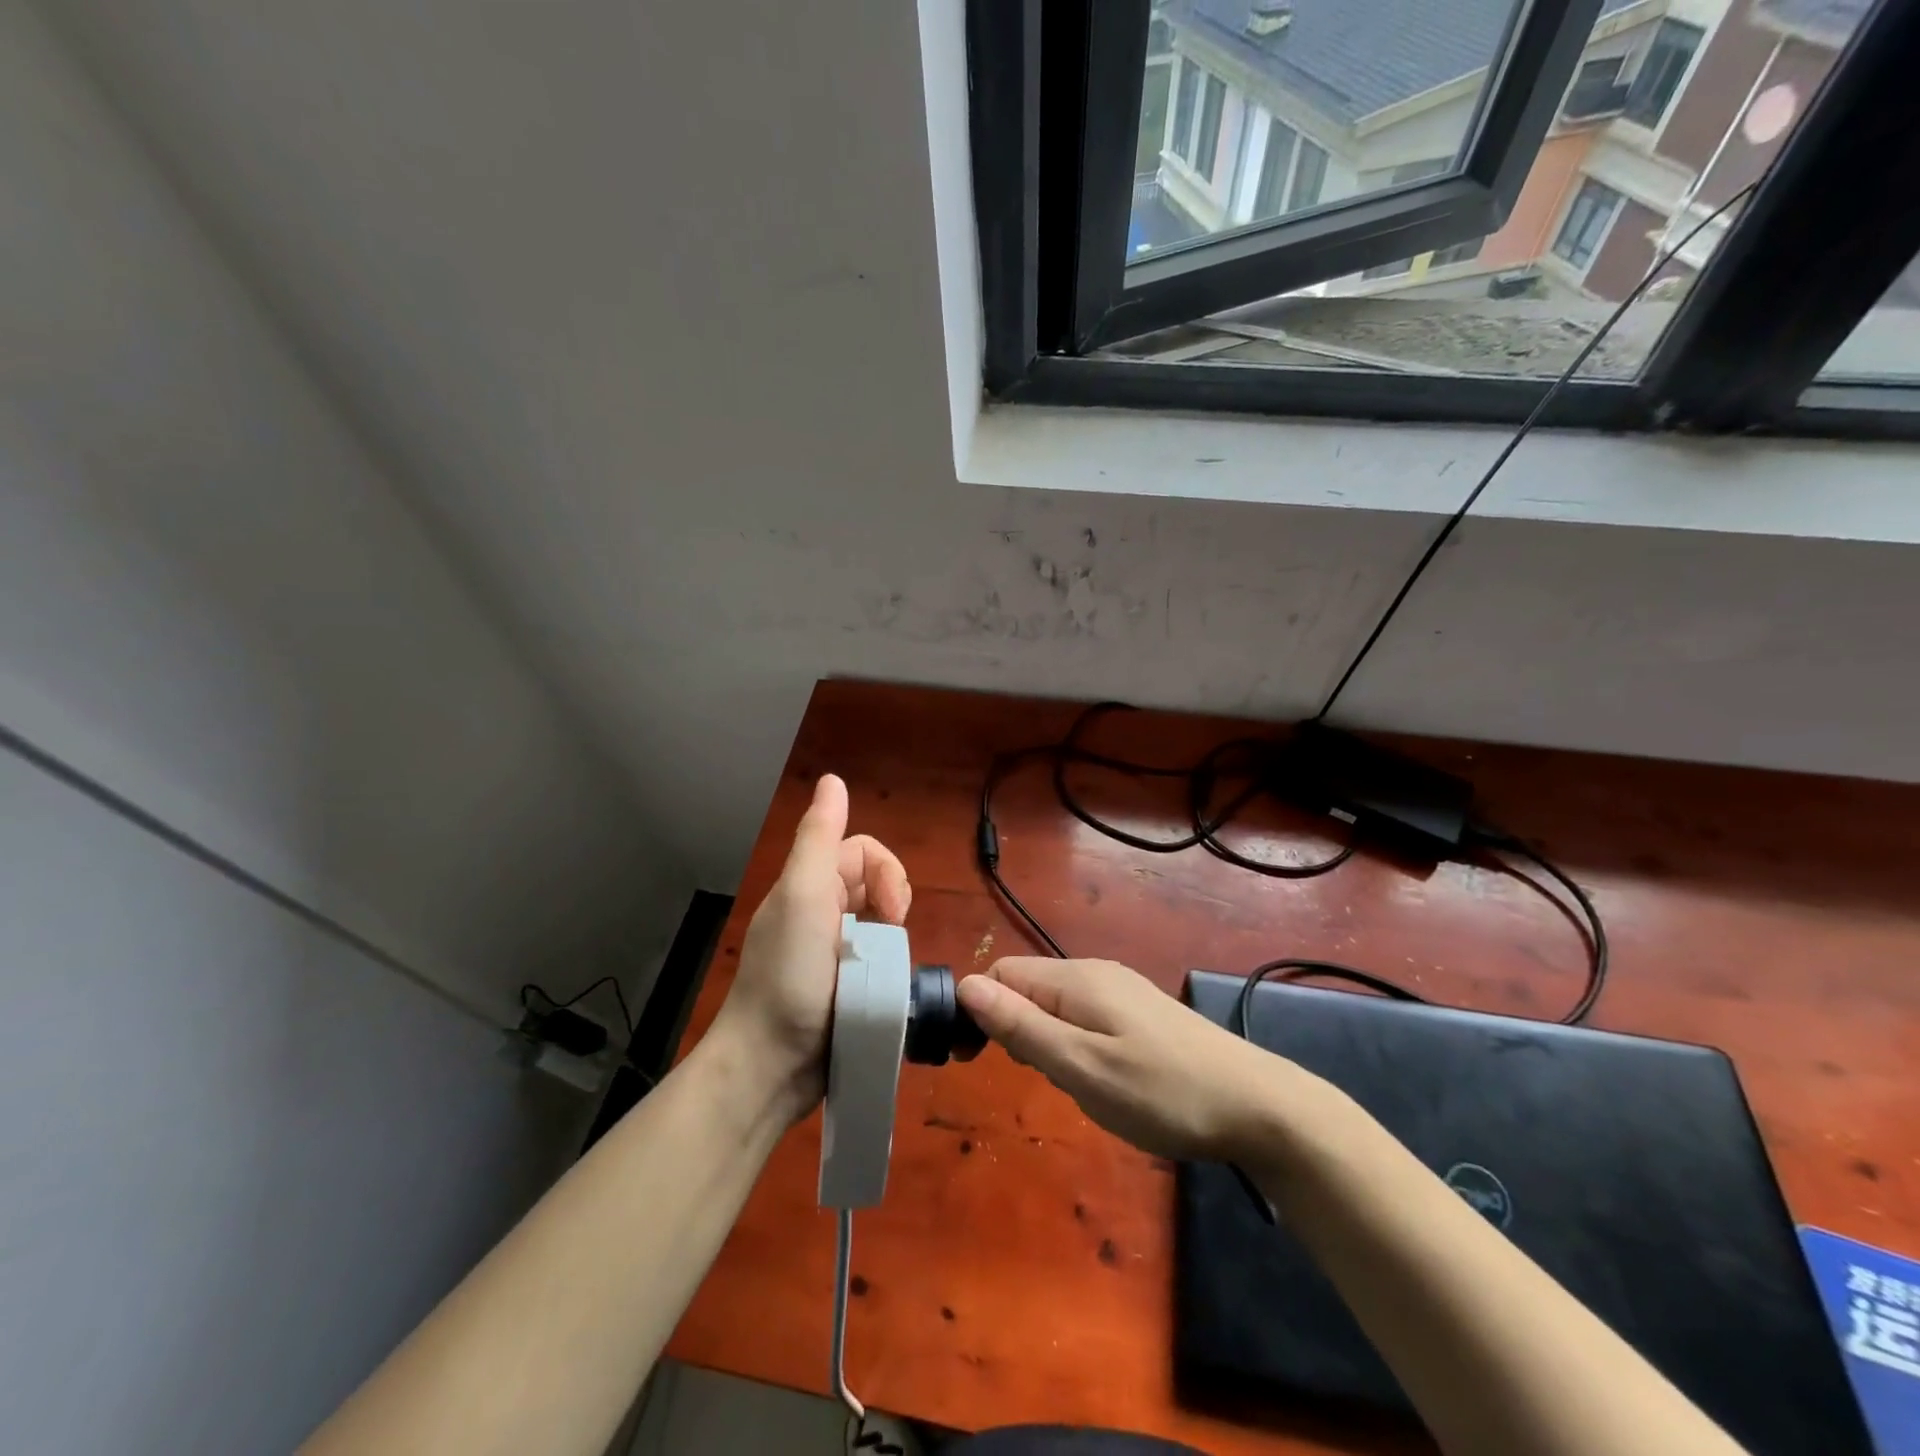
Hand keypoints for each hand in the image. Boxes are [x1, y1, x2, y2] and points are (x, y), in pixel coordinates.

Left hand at [710, 775, 910, 1121]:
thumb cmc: (788, 976)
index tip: (894, 913)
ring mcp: (833, 952)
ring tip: (888, 971)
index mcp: (810, 886)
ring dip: (894, 941)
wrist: (771, 1067)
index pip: (866, 852)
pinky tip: (887, 989)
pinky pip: (881, 961)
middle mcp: (821, 912)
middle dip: (895, 905)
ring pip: (883, 924)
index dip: (889, 874)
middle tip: (893, 939)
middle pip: (878, 884)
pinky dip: (890, 969)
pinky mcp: (845, 987)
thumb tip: (833, 779)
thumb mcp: (803, 897)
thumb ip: (819, 837)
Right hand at [956, 958, 1306, 1162]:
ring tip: (1071, 1085)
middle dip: (1014, 1028)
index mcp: (1076, 980)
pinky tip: (1100, 1078)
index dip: (980, 1011)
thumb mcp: (1081, 1067)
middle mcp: (1096, 974)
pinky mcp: (1142, 1014)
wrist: (1257, 1105)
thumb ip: (1021, 1027)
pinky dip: (1074, 1043)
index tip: (977, 1061)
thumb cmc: (1161, 1091)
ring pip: (1056, 1005)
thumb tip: (965, 986)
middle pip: (1028, 986)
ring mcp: (1123, 992)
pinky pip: (1085, 1017)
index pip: (1002, 974)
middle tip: (1037, 1079)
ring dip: (1045, 1040)